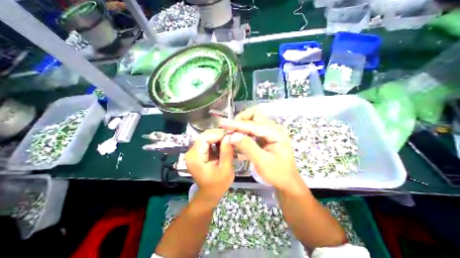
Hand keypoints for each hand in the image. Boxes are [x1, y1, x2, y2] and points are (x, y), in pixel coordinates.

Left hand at [185, 129, 233, 201]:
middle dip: (219, 134)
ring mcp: (193, 152)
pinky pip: (207, 142)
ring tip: (229, 139)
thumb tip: (230, 136)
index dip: (218, 134)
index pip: (205, 138)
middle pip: (205, 136)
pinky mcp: (197, 152)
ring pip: (206, 137)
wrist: (209, 193)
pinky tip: (224, 143)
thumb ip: (227, 152)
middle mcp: (191, 152)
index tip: (231, 135)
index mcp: (195, 157)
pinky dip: (216, 141)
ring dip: (218, 137)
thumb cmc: (217, 185)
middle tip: (232, 136)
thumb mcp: (225, 169)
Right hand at [219, 107, 301, 192]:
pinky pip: (252, 130)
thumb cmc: (278, 174)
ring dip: (241, 126)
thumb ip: (248, 147)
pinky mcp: (266, 137)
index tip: (224, 124)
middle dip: (241, 120)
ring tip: (231, 134)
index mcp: (276, 133)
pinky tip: (237, 139)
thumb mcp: (263, 162)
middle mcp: (273, 129)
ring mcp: (270, 132)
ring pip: (253, 122)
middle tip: (230, 129)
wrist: (287, 182)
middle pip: (255, 116)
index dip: (237, 124)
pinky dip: (244, 132)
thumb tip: (232, 136)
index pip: (253, 125)